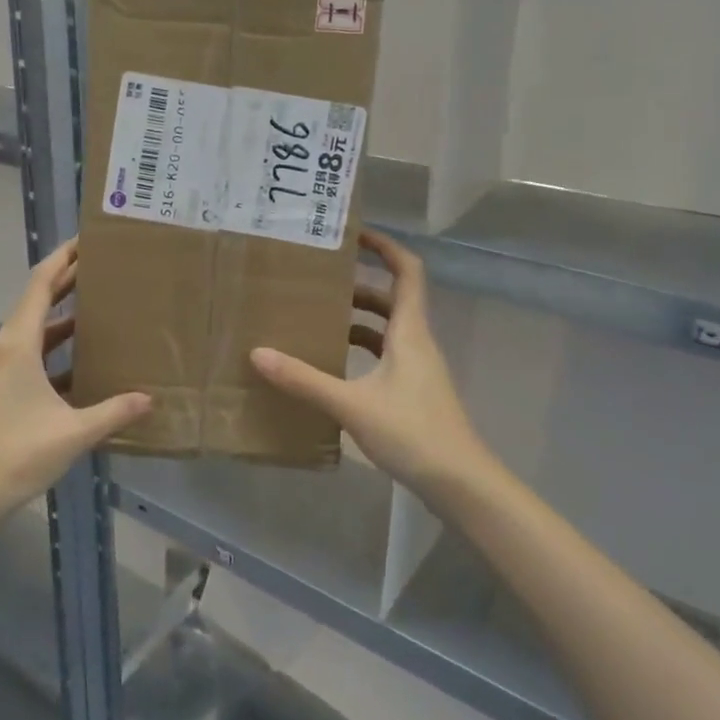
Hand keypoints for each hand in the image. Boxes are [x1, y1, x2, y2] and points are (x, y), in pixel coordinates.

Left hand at [0, 240, 151, 517]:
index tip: (86, 241)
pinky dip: (54, 350)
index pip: (41, 285)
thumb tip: (149, 399)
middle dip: (66, 282)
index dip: (62, 259)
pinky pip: (29, 355)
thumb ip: (113, 412)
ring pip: (33, 331)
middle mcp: (4, 348)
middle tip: (102, 268)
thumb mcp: (73, 432)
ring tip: (98, 309)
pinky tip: (80, 363)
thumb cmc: (16, 454)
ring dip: (62, 318)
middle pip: (36, 303)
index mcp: (17, 344)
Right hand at [251, 229, 492, 500]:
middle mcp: (417, 344)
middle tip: (319, 283)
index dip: (386, 247)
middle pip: (392, 300)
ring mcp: (418, 371)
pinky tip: (335, 369)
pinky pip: (385, 358)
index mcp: (409, 332)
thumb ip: (305, 380)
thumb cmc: (413, 432)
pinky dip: (362, 353)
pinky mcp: (414, 394)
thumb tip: (258, 354)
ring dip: (358, 321)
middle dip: (359, 287)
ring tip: (319, 320)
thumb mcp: (352, 404)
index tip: (354, 235)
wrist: (460, 484)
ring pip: (388, 331)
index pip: (407, 272)